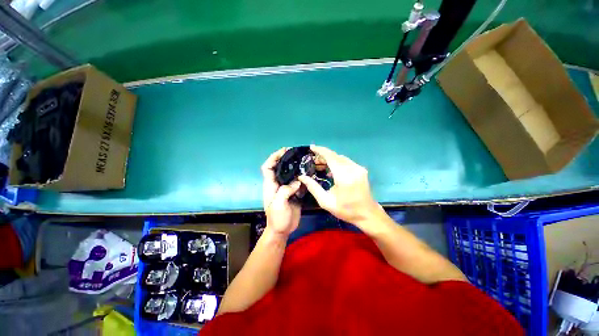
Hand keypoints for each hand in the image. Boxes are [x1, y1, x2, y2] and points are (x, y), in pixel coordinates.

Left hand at [262, 148, 301, 236]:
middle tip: (298, 154)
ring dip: (296, 168)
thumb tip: (297, 182)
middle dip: (286, 159)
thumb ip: (285, 191)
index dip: (273, 157)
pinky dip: (303, 179)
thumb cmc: (277, 218)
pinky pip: (298, 184)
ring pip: (290, 175)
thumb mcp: (278, 204)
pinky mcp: (294, 195)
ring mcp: (286, 190)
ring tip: (306, 162)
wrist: (282, 231)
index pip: (267, 167)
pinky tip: (310, 175)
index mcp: (270, 185)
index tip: (284, 151)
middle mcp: (277, 185)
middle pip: (279, 168)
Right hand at [298, 145, 383, 227]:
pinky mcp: (362, 170)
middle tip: (313, 159)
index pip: (331, 157)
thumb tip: (302, 177)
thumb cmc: (346, 210)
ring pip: (342, 158)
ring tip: (321, 164)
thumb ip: (313, 187)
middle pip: (336, 156)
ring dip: (331, 159)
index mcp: (344, 176)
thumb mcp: (326, 202)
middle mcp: (352, 169)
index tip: (311, 148)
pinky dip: (338, 162)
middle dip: (324, 155)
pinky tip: (332, 170)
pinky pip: (347, 162)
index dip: (320, 151)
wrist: (367, 213)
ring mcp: (359, 168)